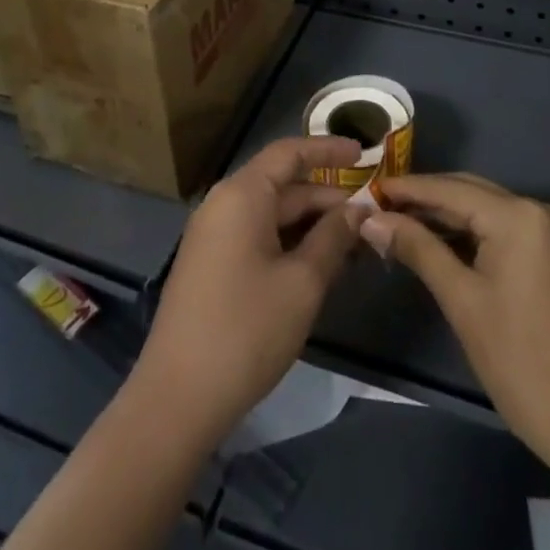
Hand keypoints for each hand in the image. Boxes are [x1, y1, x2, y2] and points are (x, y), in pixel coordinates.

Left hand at [133, 136, 362, 445]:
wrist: (176, 400)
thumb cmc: (246, 330)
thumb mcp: (303, 283)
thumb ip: (334, 238)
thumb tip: (358, 210)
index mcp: (242, 194)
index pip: (290, 152)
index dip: (328, 149)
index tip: (364, 154)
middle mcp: (224, 204)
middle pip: (283, 185)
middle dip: (328, 198)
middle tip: (373, 214)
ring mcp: (214, 236)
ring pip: (273, 215)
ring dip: (312, 225)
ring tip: (356, 243)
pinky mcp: (212, 265)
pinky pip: (258, 237)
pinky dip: (291, 243)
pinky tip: (321, 265)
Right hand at [361, 173, 549, 471]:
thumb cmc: (519, 361)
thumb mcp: (462, 301)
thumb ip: (418, 249)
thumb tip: (371, 219)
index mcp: (517, 215)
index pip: (450, 189)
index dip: (407, 189)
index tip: (367, 188)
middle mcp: (536, 209)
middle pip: (469, 191)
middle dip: (424, 198)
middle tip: (377, 206)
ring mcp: (549, 230)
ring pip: (484, 208)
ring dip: (444, 215)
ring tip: (398, 222)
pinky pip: (501, 227)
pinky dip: (469, 231)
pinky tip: (437, 241)